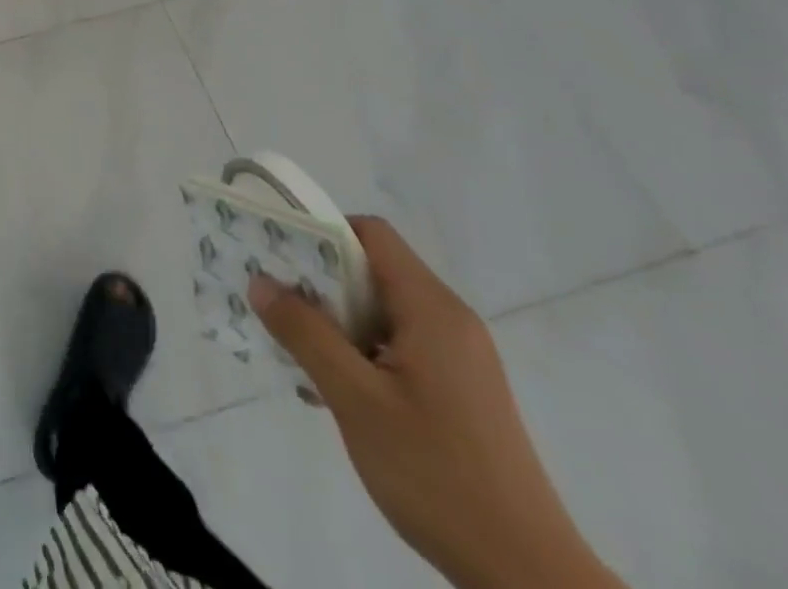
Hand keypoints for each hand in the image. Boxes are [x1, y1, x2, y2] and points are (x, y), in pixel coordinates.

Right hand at [250, 218, 623, 588]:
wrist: (528, 579)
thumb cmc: (437, 475)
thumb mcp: (355, 399)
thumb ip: (304, 333)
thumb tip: (260, 281)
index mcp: (432, 309)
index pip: (370, 234)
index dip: (321, 233)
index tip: (280, 255)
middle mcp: (451, 320)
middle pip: (374, 270)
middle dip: (321, 280)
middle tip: (277, 303)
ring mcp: (460, 357)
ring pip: (383, 310)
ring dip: (338, 321)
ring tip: (299, 351)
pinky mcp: (461, 390)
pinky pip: (399, 344)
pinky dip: (362, 350)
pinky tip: (338, 390)